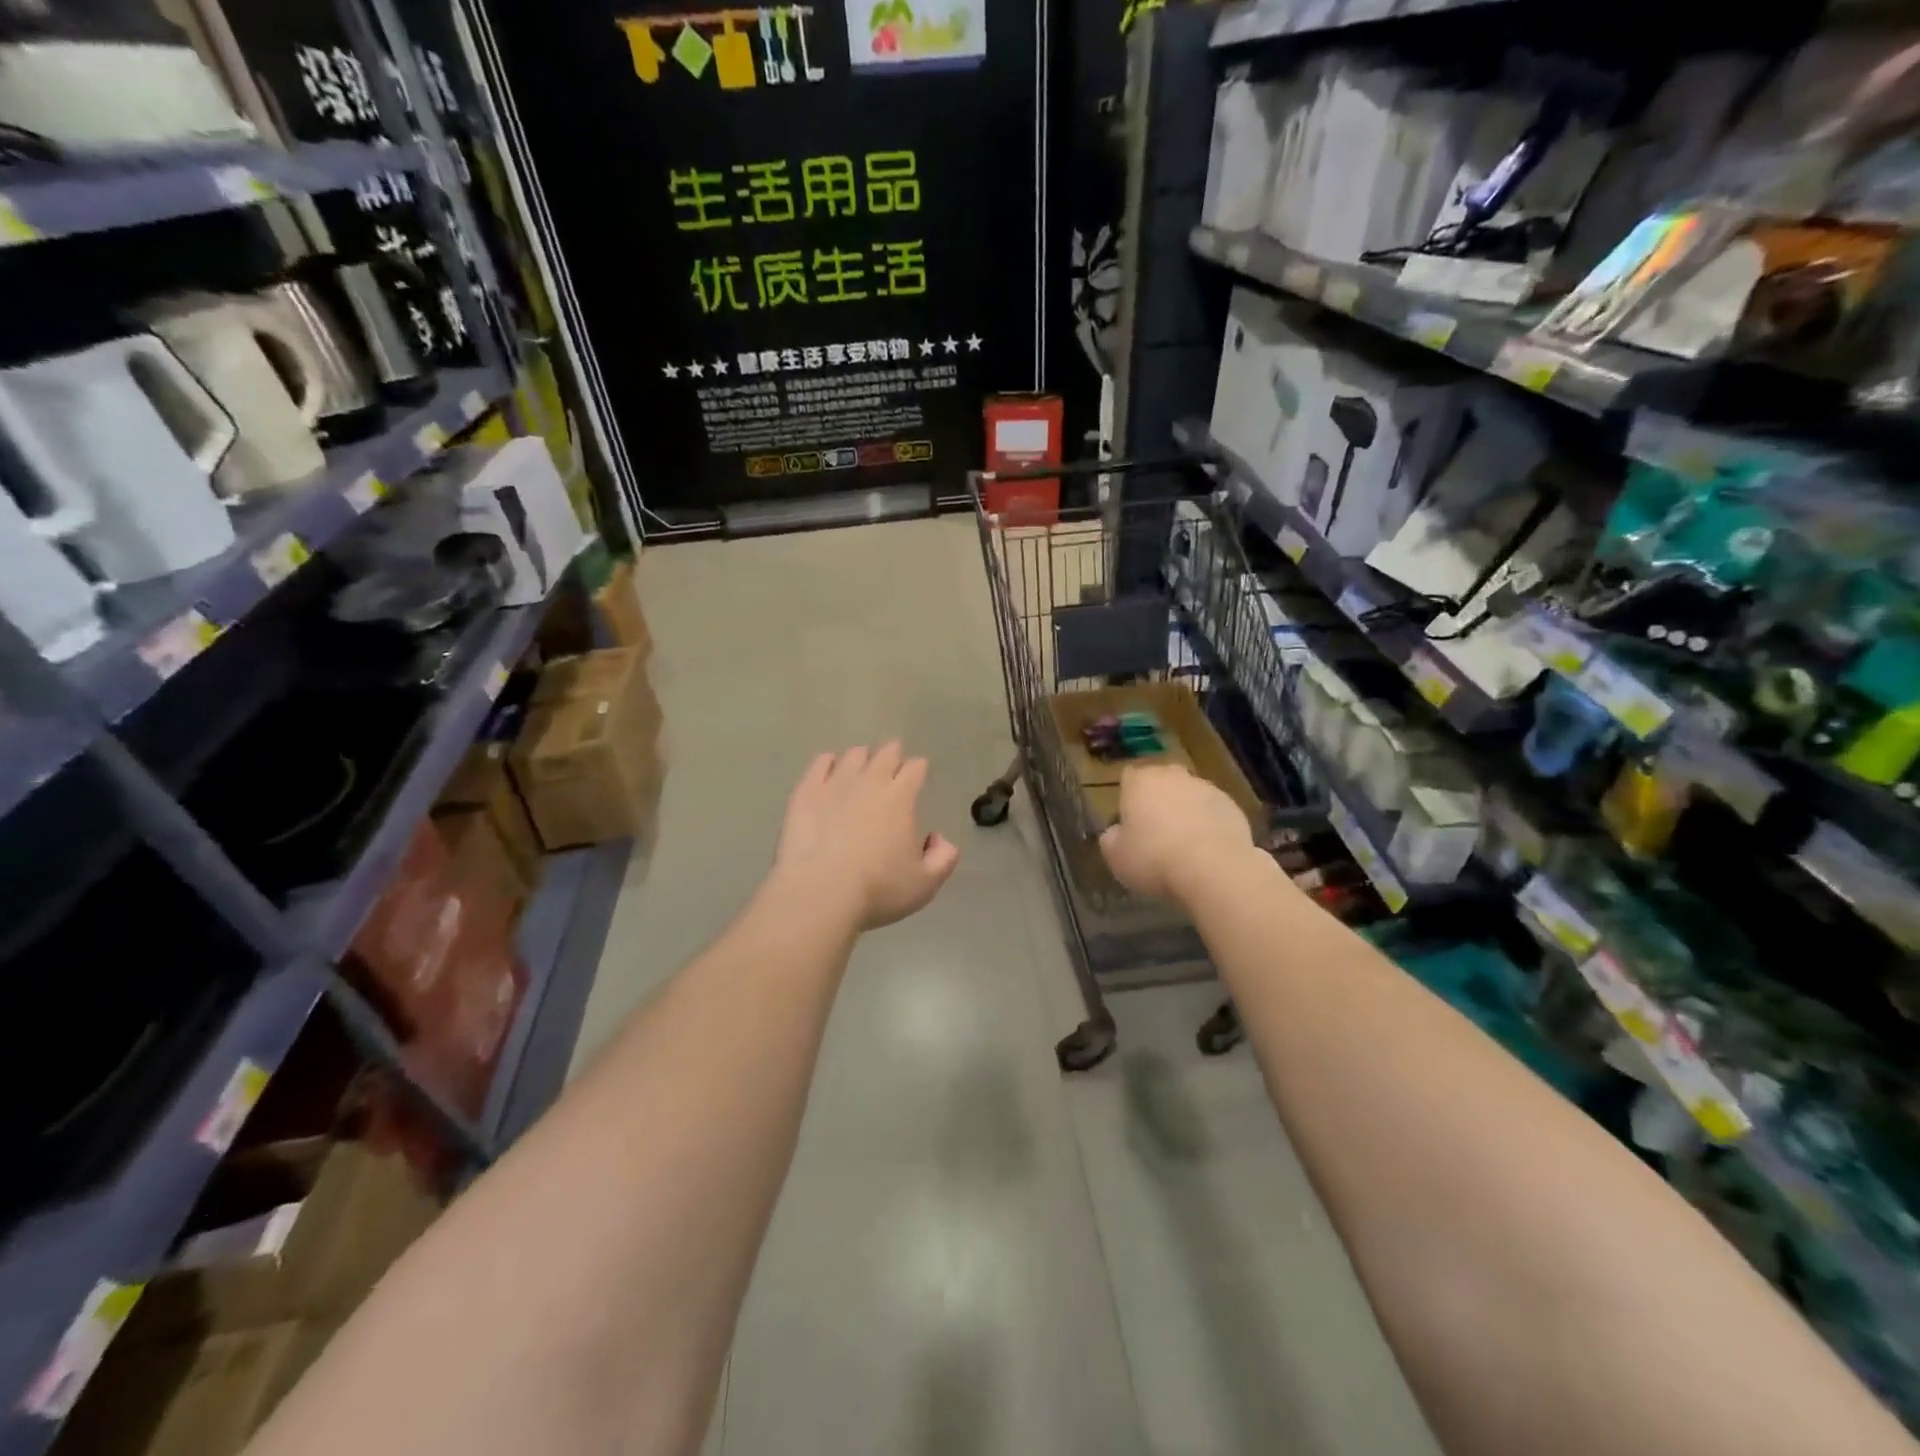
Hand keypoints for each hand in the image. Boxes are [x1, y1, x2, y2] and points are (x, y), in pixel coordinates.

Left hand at [773, 744, 960, 928]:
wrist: (820, 892)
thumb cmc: (877, 889)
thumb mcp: (925, 884)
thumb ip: (943, 858)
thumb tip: (938, 839)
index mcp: (901, 797)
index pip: (915, 768)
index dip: (919, 768)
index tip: (918, 773)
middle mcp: (870, 781)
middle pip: (886, 753)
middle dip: (893, 755)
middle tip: (893, 763)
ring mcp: (835, 783)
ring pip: (853, 755)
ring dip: (862, 757)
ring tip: (861, 766)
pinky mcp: (806, 792)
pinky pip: (820, 763)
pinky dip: (828, 762)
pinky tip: (829, 767)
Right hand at [1099, 763, 1253, 903]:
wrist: (1214, 869)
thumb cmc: (1154, 859)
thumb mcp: (1116, 857)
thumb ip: (1111, 839)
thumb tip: (1116, 833)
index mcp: (1140, 781)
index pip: (1128, 777)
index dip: (1127, 798)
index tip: (1129, 822)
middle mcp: (1173, 776)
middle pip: (1161, 782)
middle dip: (1158, 801)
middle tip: (1155, 833)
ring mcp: (1206, 788)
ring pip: (1189, 796)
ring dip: (1185, 812)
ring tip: (1184, 846)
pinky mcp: (1232, 806)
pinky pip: (1213, 812)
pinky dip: (1209, 825)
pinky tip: (1207, 851)